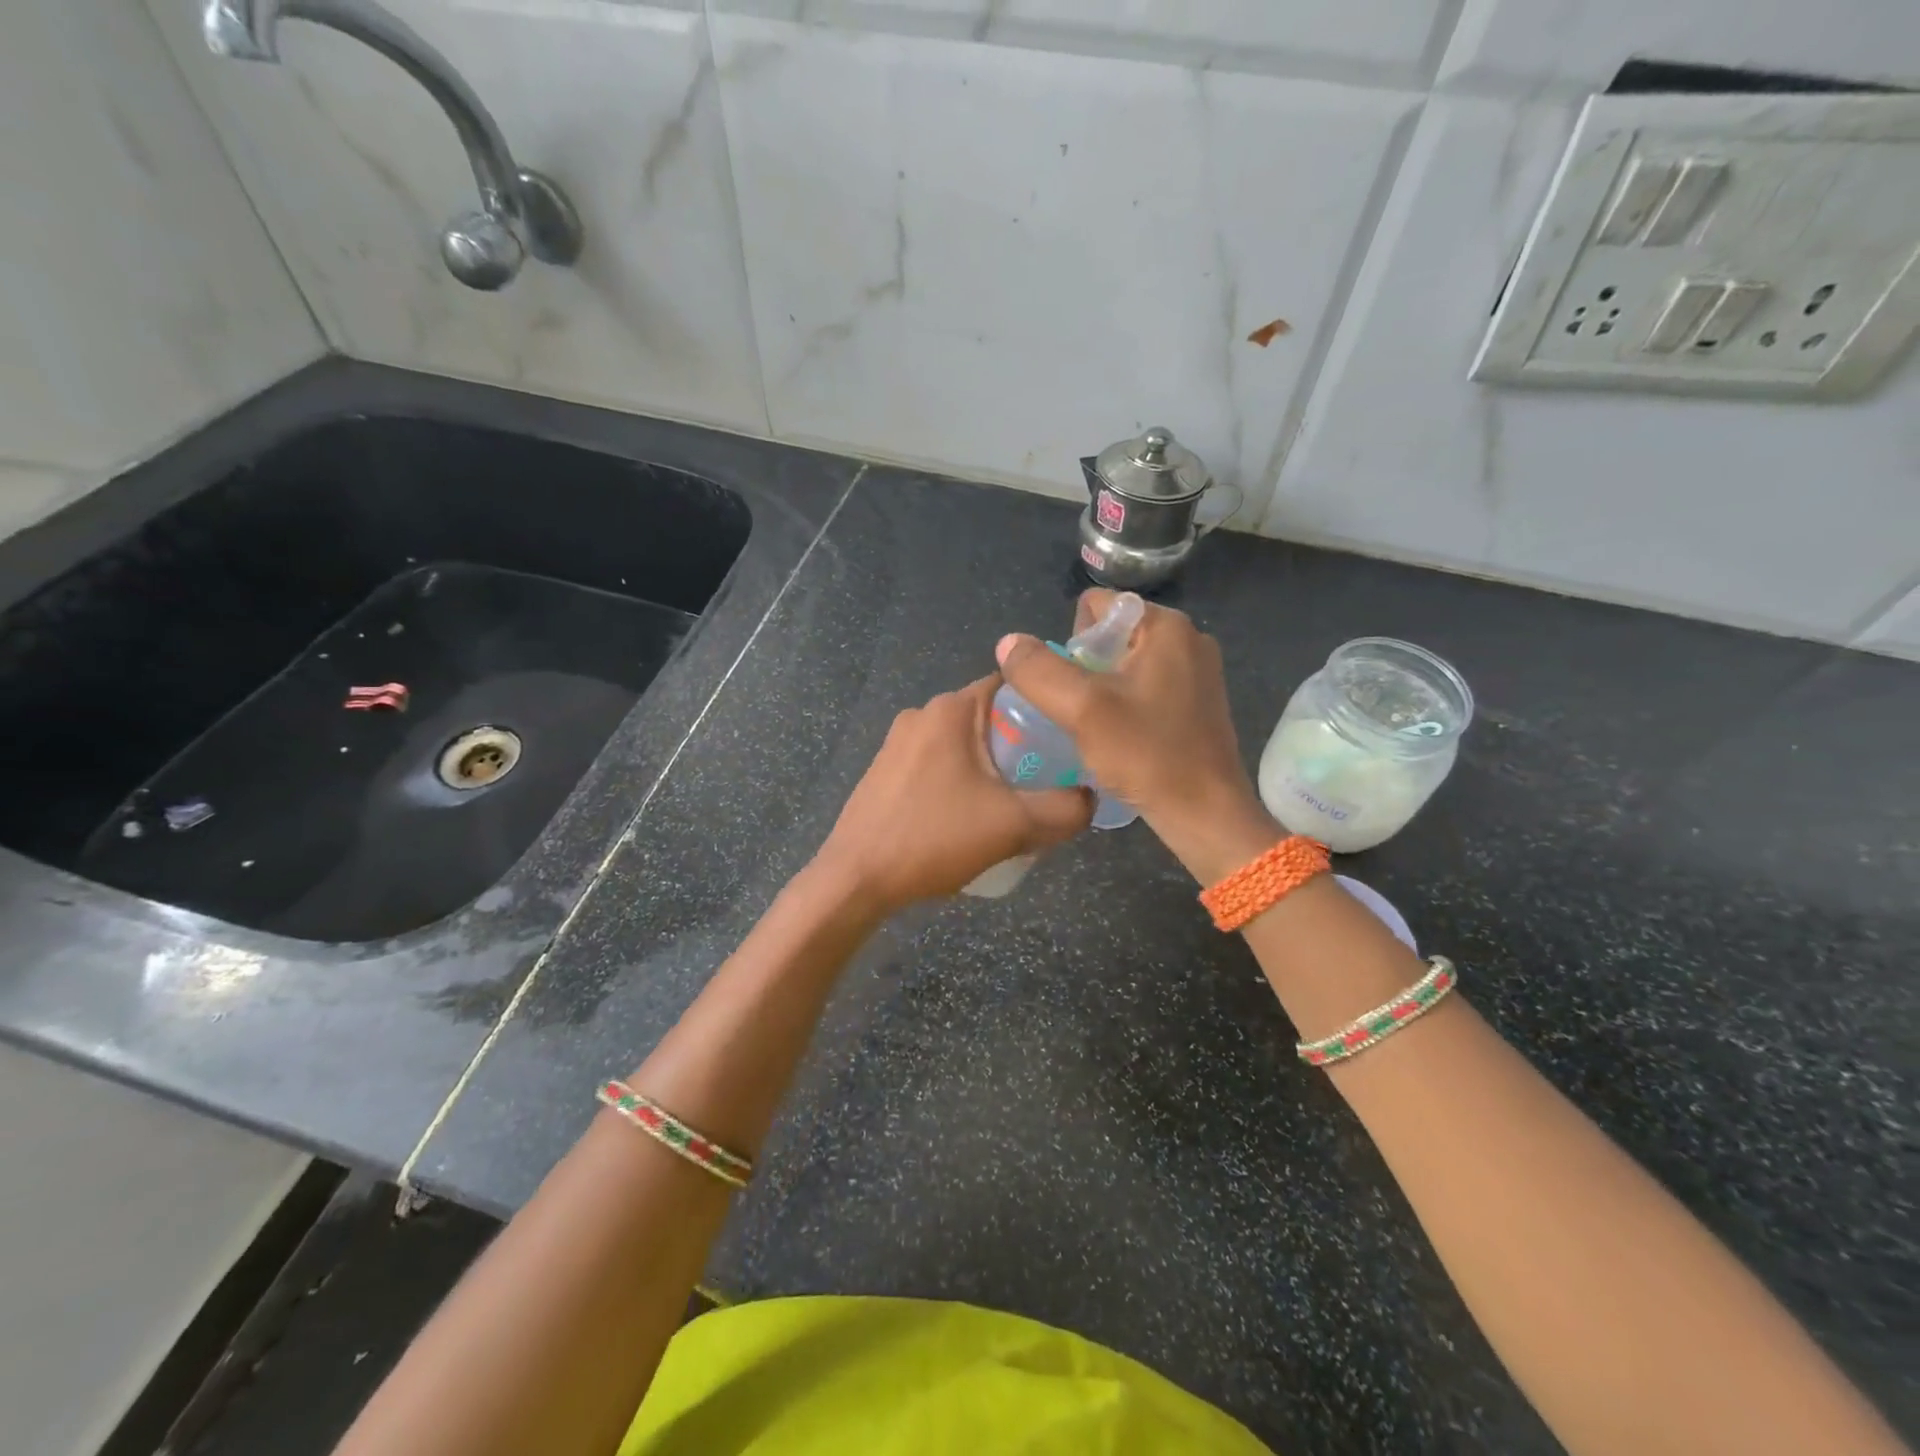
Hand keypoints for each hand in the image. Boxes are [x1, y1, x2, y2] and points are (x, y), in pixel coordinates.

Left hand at [812, 676, 1092, 915]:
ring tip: (1013, 803)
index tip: (1070, 736)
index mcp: (951, 710)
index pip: (1012, 685)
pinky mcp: (884, 771)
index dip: (1046, 706)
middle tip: (1049, 779)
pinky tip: (968, 817)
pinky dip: (960, 779)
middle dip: (1021, 744)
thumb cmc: (934, 838)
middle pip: (989, 717)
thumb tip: (1089, 798)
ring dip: (990, 766)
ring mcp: (897, 742)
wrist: (856, 879)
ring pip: (962, 743)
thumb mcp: (1014, 825)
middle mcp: (921, 714)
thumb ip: (1066, 809)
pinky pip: (937, 763)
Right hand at [995, 590, 1278, 882]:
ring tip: (1100, 729)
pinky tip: (1123, 738)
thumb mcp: (1081, 709)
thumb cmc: (1146, 754)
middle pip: (1110, 635)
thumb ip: (1038, 670)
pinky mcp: (1199, 701)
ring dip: (1104, 690)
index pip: (1096, 606)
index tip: (1077, 688)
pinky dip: (1127, 705)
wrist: (1205, 813)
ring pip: (1126, 664)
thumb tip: (1008, 642)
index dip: (1071, 643)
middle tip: (1085, 713)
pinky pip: (1146, 687)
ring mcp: (1199, 671)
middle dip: (1086, 669)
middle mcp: (1189, 637)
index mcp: (1167, 625)